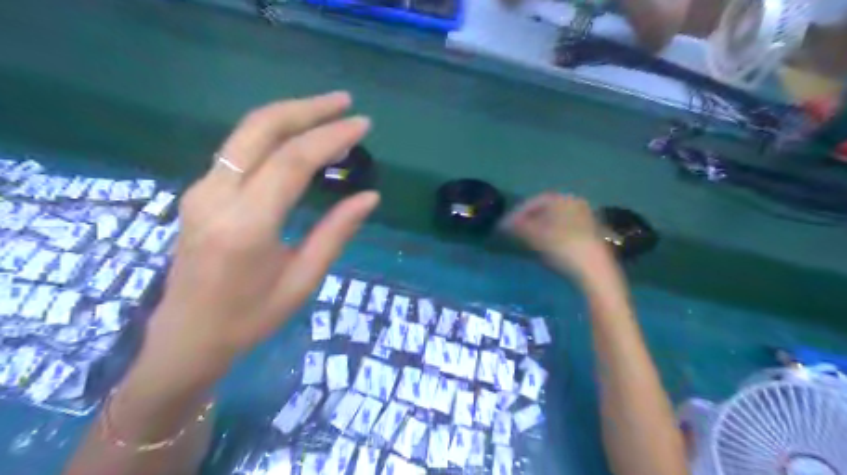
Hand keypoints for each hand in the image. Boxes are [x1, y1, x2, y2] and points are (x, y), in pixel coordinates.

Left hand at [143, 91, 380, 375]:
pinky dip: (274, 134)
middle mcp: (216, 196)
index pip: (292, 161)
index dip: (331, 137)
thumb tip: (370, 197)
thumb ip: (336, 233)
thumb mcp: (303, 280)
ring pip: (246, 132)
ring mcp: (201, 189)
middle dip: (307, 108)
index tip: (363, 125)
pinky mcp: (200, 190)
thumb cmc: (251, 317)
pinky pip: (240, 148)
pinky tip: (299, 138)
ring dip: (290, 115)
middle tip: (345, 103)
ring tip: (328, 112)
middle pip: (261, 129)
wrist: (187, 335)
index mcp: (246, 226)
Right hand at [502, 192, 615, 280]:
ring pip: (555, 220)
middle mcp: (576, 204)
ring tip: (525, 240)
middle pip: (546, 210)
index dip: (517, 212)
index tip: (505, 225)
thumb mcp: (535, 236)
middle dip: (528, 220)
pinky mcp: (591, 235)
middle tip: (513, 232)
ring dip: (539, 228)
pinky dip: (551, 235)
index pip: (535, 201)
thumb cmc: (563, 248)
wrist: (595, 272)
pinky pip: (565, 230)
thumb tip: (504, 225)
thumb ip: (517, 227)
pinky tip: (544, 247)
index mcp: (564, 199)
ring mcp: (586, 219)